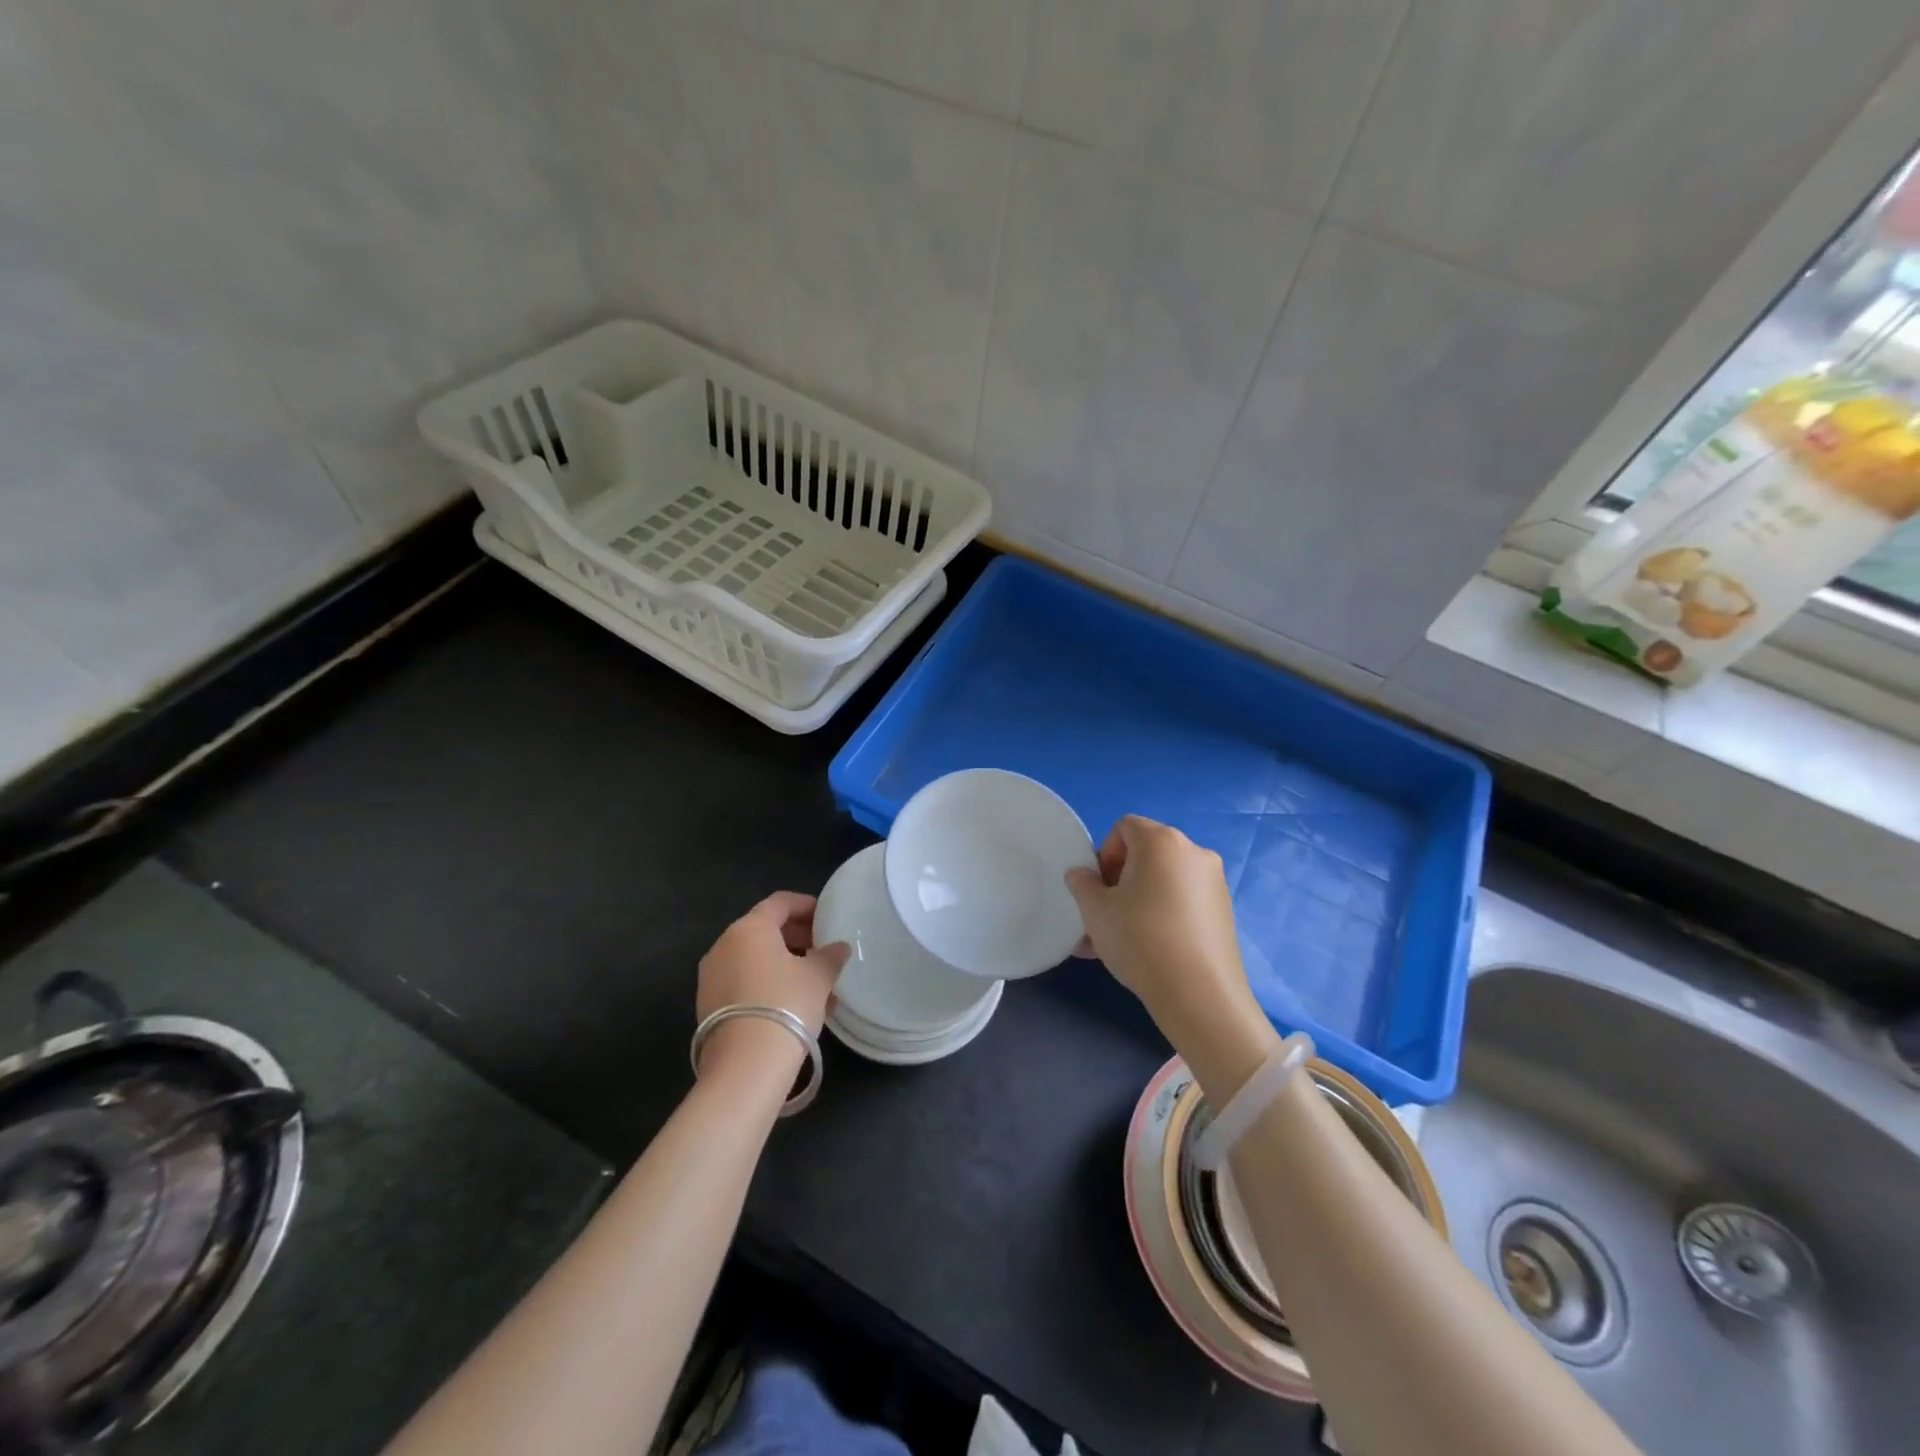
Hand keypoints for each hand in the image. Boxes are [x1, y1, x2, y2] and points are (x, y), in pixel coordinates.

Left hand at [696, 892, 849, 1078]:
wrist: (745, 1066)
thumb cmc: (786, 1005)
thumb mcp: (818, 977)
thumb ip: (830, 956)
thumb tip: (839, 948)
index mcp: (749, 929)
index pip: (780, 902)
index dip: (806, 905)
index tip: (827, 917)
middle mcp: (723, 946)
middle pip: (764, 929)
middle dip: (796, 937)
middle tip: (823, 949)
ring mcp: (711, 977)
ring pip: (754, 959)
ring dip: (784, 964)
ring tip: (814, 983)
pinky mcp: (708, 1006)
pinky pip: (744, 982)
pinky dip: (767, 984)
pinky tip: (793, 1005)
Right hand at [1065, 816, 1277, 1096]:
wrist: (1200, 995)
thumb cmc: (1140, 939)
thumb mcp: (1095, 910)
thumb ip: (1082, 883)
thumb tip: (1082, 875)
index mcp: (1162, 841)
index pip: (1124, 827)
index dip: (1104, 853)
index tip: (1099, 889)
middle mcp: (1193, 852)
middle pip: (1145, 854)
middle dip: (1119, 880)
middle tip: (1104, 916)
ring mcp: (1213, 882)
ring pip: (1162, 882)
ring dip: (1136, 902)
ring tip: (1115, 943)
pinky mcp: (1223, 912)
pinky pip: (1181, 902)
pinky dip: (1160, 915)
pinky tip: (1144, 952)